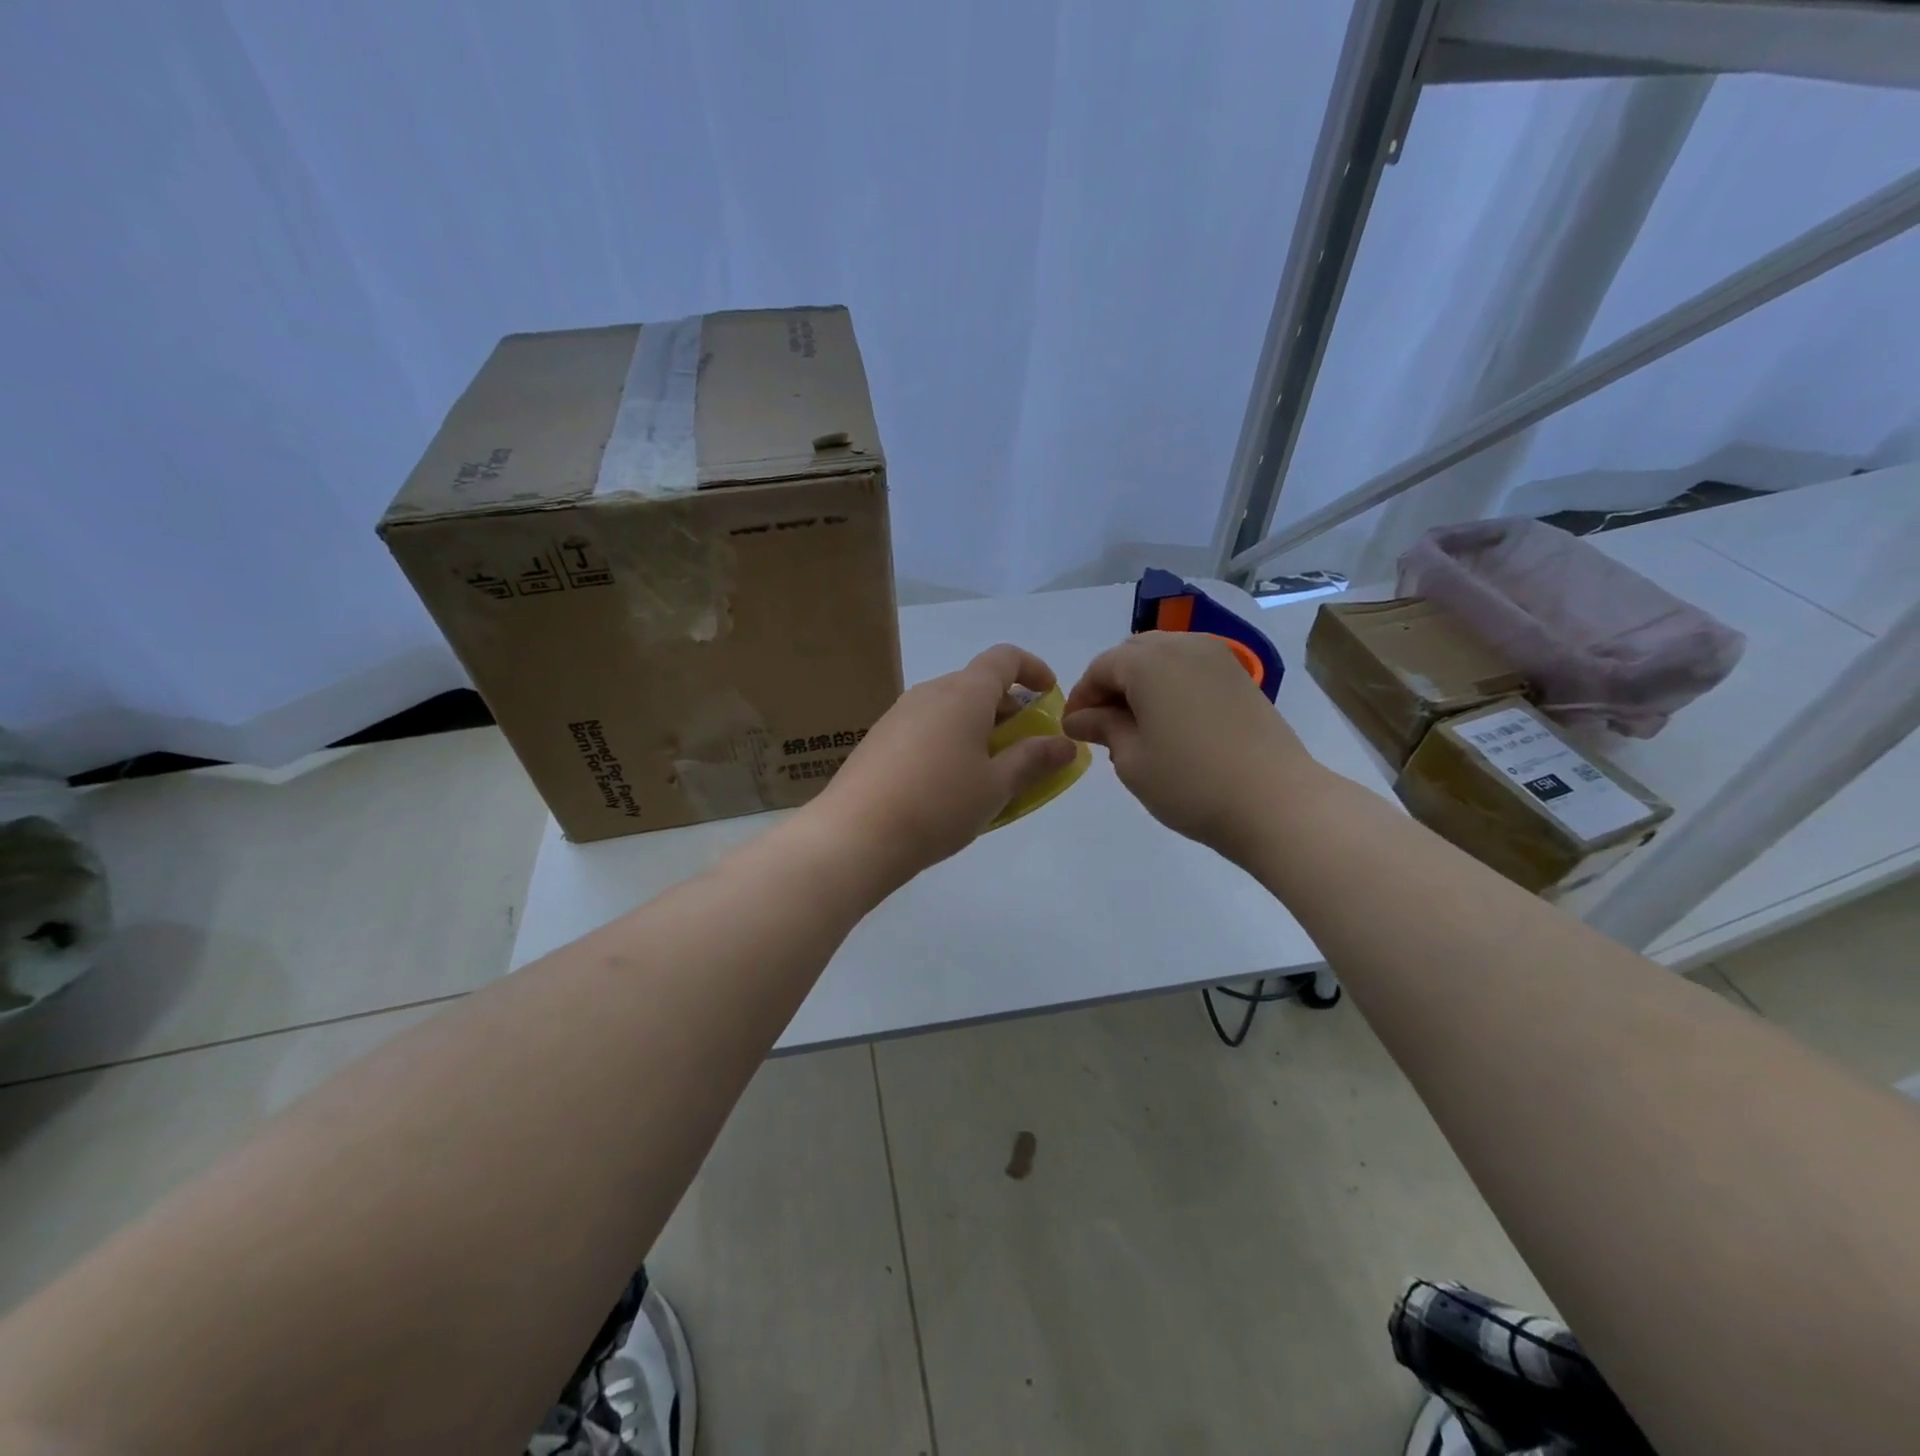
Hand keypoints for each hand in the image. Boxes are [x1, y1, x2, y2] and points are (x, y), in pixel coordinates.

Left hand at [811, 644, 1079, 884]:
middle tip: (1025, 747)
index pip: (1004, 658)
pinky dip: (949, 741)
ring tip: (989, 771)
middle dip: (1007, 708)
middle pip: (976, 684)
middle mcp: (929, 693)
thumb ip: (1033, 760)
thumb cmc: (938, 805)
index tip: (1049, 695)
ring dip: (977, 727)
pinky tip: (948, 784)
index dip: (1032, 669)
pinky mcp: (879, 740)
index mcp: (963, 694)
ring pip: (950, 708)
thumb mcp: (996, 786)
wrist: (855, 835)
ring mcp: (899, 715)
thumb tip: (1064, 744)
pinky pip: (926, 728)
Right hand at [1063, 631, 1322, 865]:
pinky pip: (1191, 668)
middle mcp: (1183, 646)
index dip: (1081, 696)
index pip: (1101, 667)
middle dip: (1111, 684)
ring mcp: (1218, 658)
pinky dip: (1171, 685)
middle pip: (1132, 654)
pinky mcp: (1240, 677)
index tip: (1073, 729)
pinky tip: (1170, 722)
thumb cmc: (1190, 782)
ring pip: (1164, 657)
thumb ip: (1103, 728)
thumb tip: (1080, 718)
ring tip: (1136, 725)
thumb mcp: (1132, 759)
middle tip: (1102, 725)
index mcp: (1149, 661)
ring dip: (1142, 683)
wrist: (1276, 802)